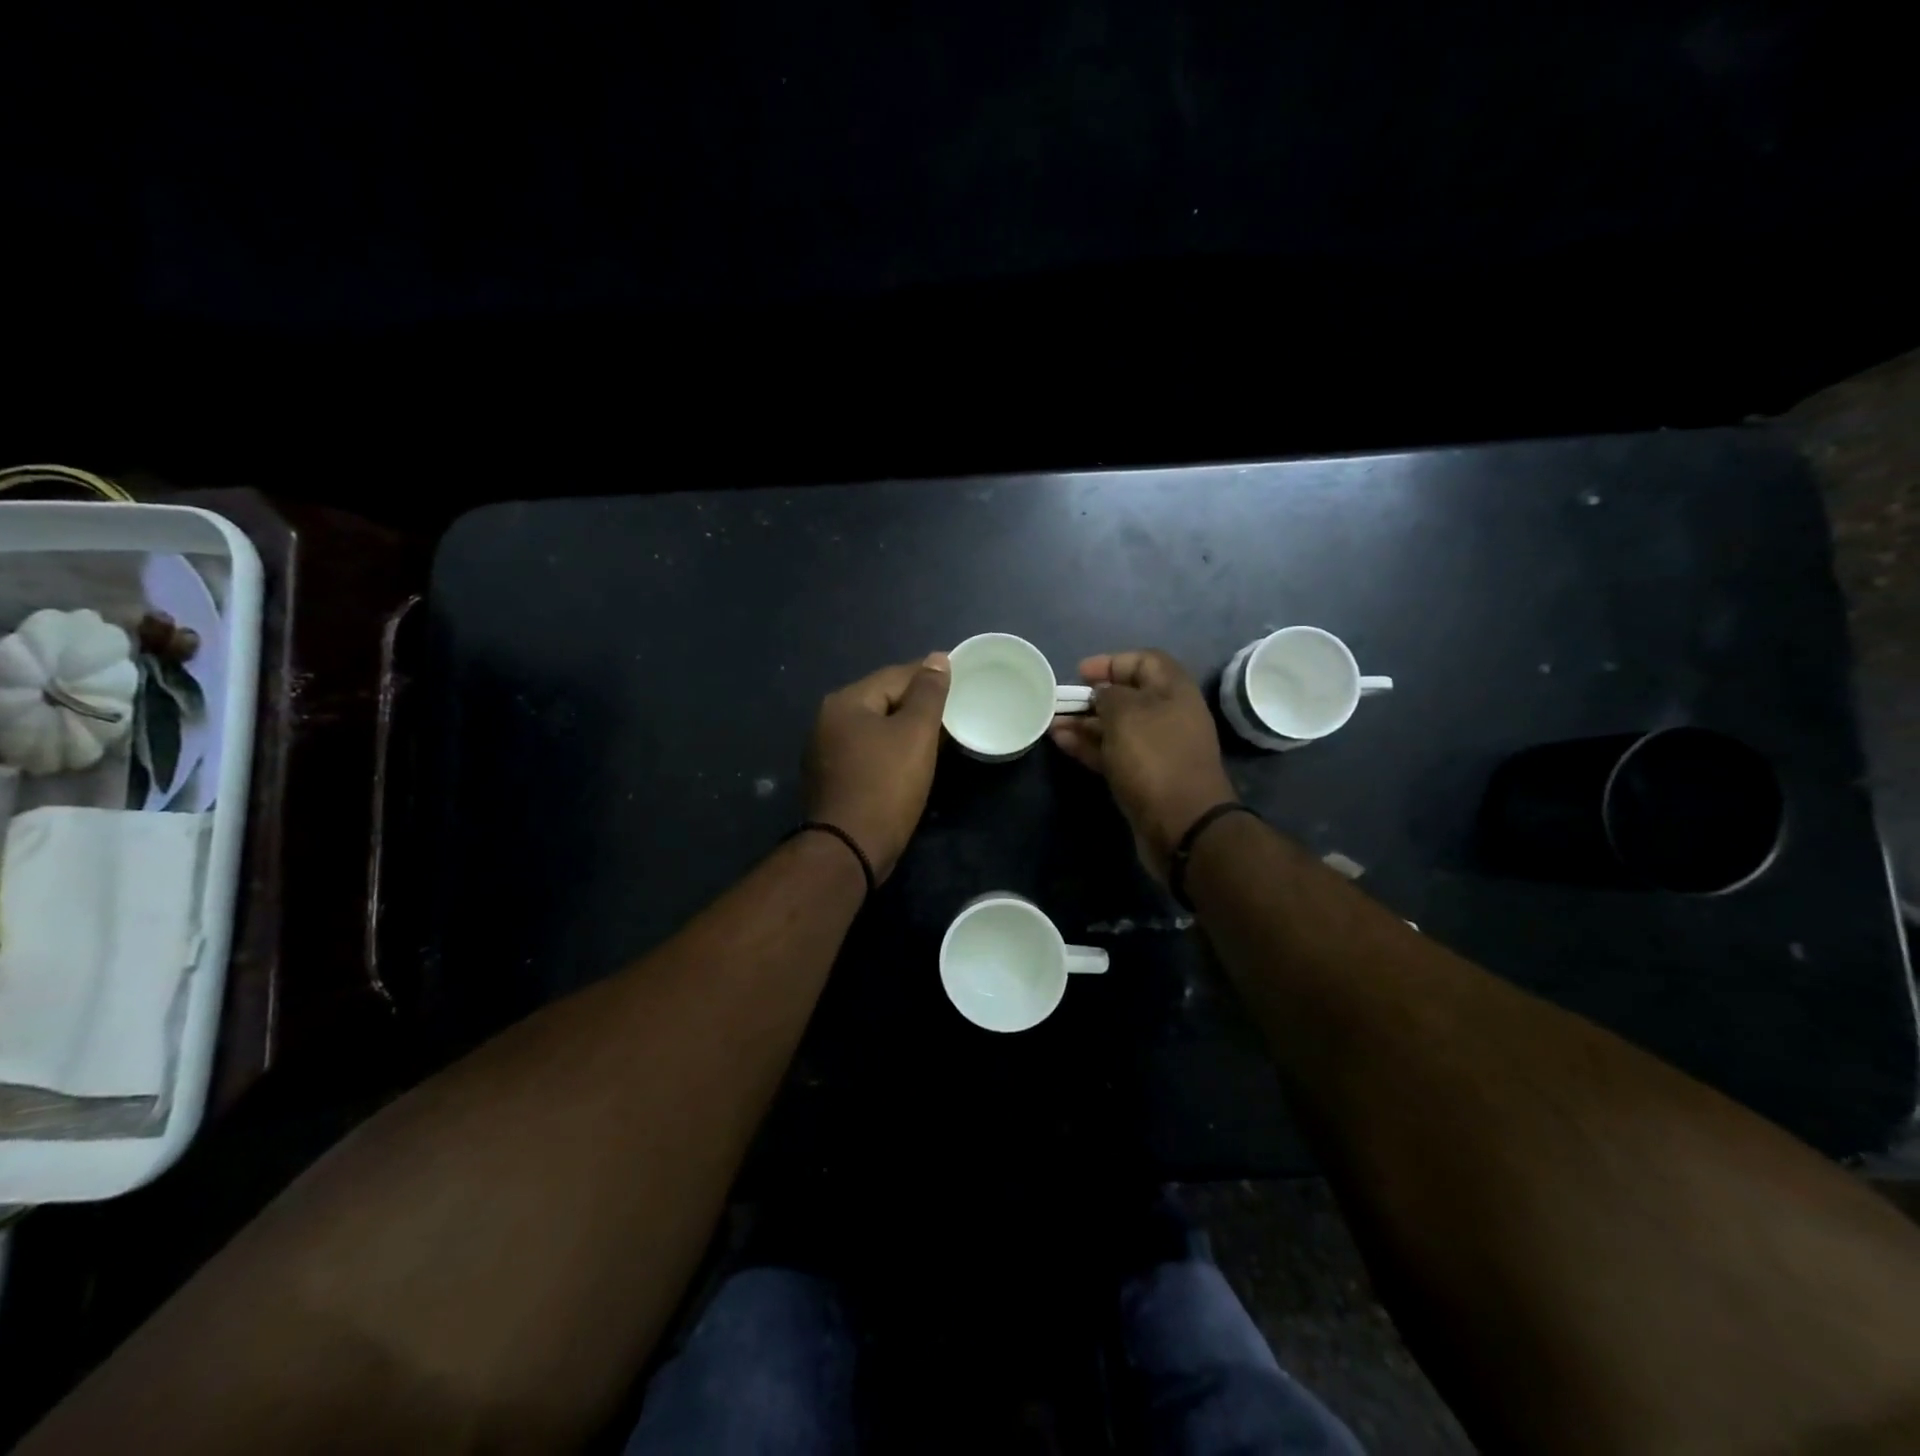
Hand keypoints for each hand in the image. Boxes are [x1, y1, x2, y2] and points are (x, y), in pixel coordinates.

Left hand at [804, 653, 951, 882]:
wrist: (850, 849)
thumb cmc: (886, 785)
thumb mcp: (915, 733)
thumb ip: (929, 693)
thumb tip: (938, 658)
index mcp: (845, 702)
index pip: (896, 675)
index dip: (930, 675)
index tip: (961, 679)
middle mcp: (829, 721)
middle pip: (884, 700)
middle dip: (919, 703)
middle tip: (956, 709)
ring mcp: (827, 752)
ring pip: (877, 728)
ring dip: (907, 728)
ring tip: (941, 734)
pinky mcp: (834, 780)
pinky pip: (870, 753)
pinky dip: (893, 751)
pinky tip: (914, 760)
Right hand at [1051, 649, 1236, 879]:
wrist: (1182, 824)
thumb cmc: (1154, 757)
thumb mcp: (1126, 714)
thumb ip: (1108, 695)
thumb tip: (1101, 695)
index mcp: (1173, 691)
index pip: (1144, 661)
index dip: (1111, 662)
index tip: (1080, 672)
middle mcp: (1168, 716)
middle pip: (1127, 696)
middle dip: (1091, 696)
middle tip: (1059, 700)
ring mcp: (1156, 749)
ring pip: (1116, 727)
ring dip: (1084, 723)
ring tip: (1050, 723)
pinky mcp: (1143, 776)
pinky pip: (1112, 752)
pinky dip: (1088, 746)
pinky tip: (1061, 742)